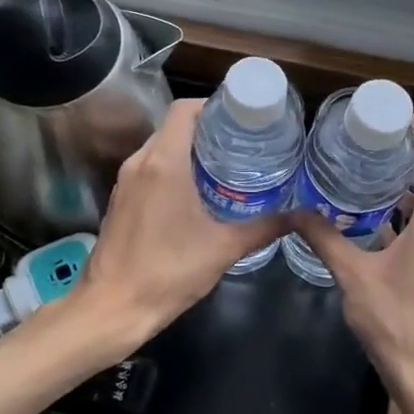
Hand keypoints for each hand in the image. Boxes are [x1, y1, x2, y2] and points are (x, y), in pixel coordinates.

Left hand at [78, 99, 284, 339]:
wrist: (112, 308)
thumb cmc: (168, 272)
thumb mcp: (223, 248)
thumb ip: (264, 228)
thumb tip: (302, 216)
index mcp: (164, 162)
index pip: (185, 110)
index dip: (213, 106)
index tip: (242, 119)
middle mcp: (140, 162)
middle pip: (174, 127)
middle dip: (208, 130)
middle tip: (243, 143)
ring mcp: (125, 181)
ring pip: (160, 148)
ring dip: (189, 150)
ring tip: (226, 166)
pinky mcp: (120, 200)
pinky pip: (149, 169)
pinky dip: (172, 169)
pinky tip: (198, 192)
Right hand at [291, 117, 413, 413]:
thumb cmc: (398, 325)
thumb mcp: (355, 278)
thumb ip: (326, 240)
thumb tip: (295, 211)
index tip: (401, 116)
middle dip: (409, 160)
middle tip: (371, 143)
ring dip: (407, 191)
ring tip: (367, 174)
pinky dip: (407, 218)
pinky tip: (374, 222)